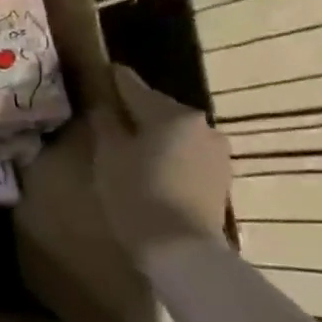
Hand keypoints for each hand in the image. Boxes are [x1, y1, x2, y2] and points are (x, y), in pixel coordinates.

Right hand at [90, 66, 231, 253]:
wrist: (183, 249)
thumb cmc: (137, 194)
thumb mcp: (109, 156)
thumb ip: (106, 124)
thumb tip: (104, 106)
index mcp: (170, 113)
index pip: (134, 86)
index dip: (114, 79)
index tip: (101, 72)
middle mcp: (200, 124)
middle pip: (158, 109)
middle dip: (135, 111)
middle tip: (109, 117)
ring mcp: (216, 151)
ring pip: (175, 133)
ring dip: (153, 135)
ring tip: (129, 146)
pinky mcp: (220, 177)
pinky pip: (187, 154)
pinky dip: (168, 155)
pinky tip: (151, 168)